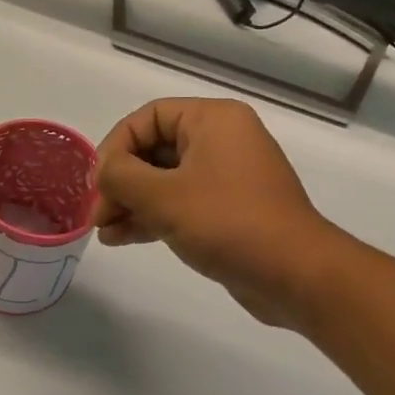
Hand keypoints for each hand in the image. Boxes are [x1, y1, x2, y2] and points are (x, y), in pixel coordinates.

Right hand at [93, 98, 347, 327]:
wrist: (296, 276)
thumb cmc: (227, 222)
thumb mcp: (162, 196)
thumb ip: (120, 175)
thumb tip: (103, 172)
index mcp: (212, 120)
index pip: (147, 118)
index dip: (115, 147)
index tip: (98, 182)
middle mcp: (222, 140)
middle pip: (153, 149)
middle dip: (120, 182)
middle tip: (98, 214)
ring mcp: (227, 176)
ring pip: (164, 179)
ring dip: (131, 203)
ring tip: (103, 231)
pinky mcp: (229, 210)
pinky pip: (181, 202)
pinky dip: (152, 216)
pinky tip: (122, 238)